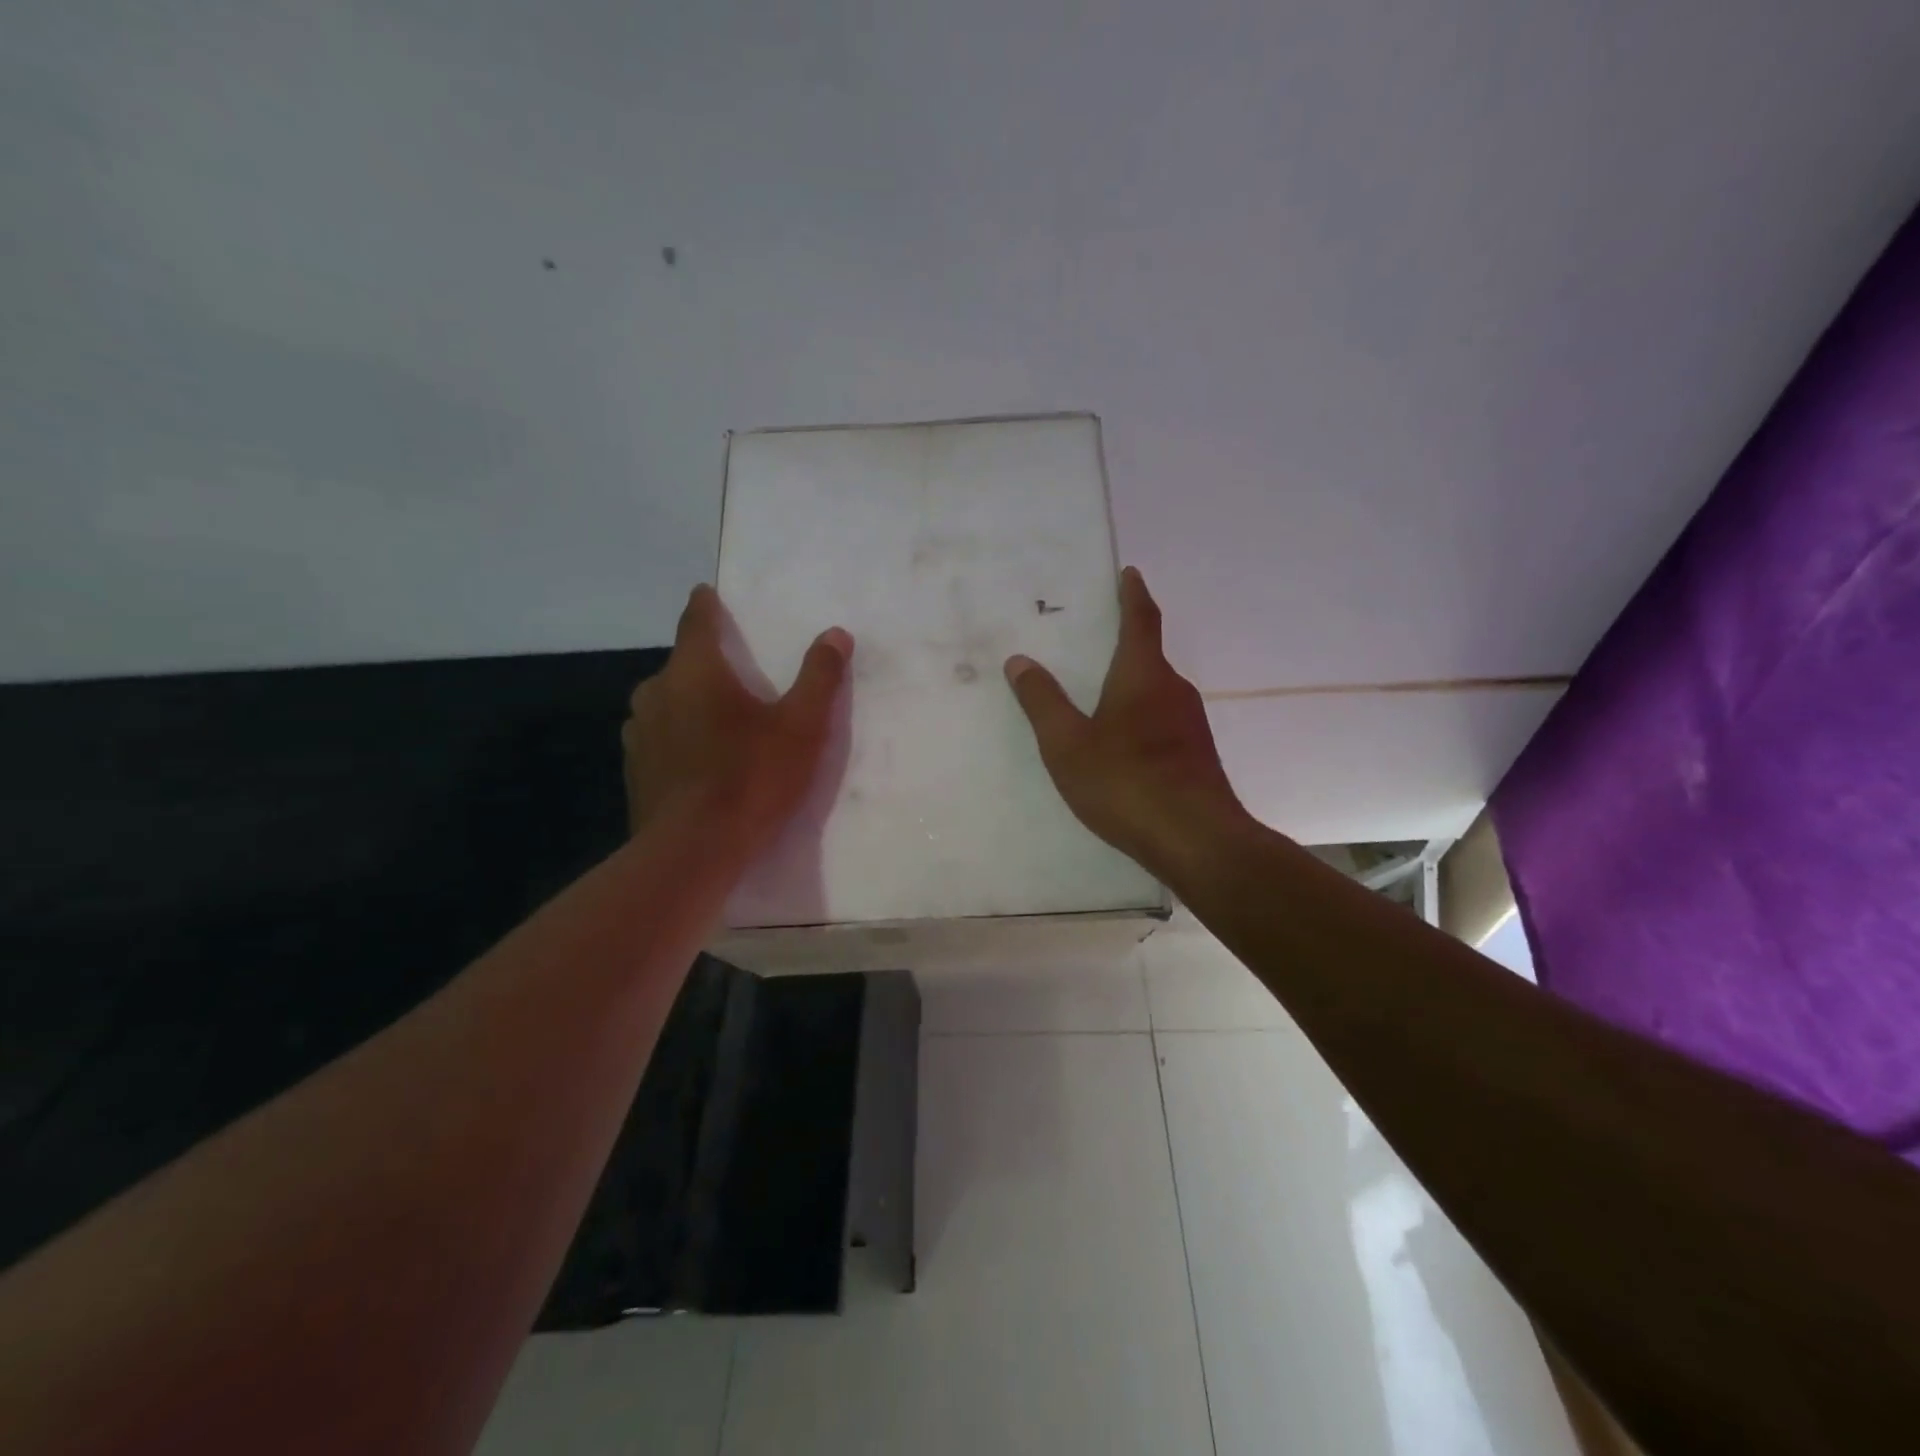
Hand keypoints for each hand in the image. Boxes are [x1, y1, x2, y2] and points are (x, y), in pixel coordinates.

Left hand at [623, 585, 851, 854]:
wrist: (694, 850)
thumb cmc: (752, 777)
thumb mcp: (802, 726)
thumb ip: (819, 677)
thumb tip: (835, 633)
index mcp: (695, 672)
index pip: (696, 623)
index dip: (704, 606)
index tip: (705, 593)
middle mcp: (657, 693)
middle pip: (680, 665)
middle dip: (703, 664)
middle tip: (731, 673)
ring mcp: (639, 734)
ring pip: (664, 703)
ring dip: (686, 703)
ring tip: (715, 718)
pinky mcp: (635, 771)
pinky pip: (658, 739)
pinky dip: (676, 738)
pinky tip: (697, 761)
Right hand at [1004, 567, 1246, 877]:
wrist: (1196, 839)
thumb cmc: (1125, 782)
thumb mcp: (1067, 744)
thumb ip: (1043, 702)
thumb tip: (1020, 660)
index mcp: (1143, 676)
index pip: (1140, 620)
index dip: (1133, 594)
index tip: (1130, 573)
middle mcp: (1174, 690)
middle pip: (1149, 656)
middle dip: (1124, 646)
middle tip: (1095, 643)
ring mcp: (1191, 725)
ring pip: (1156, 693)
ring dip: (1132, 688)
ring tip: (1101, 698)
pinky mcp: (1197, 756)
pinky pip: (1163, 722)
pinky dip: (1141, 719)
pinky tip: (1123, 747)